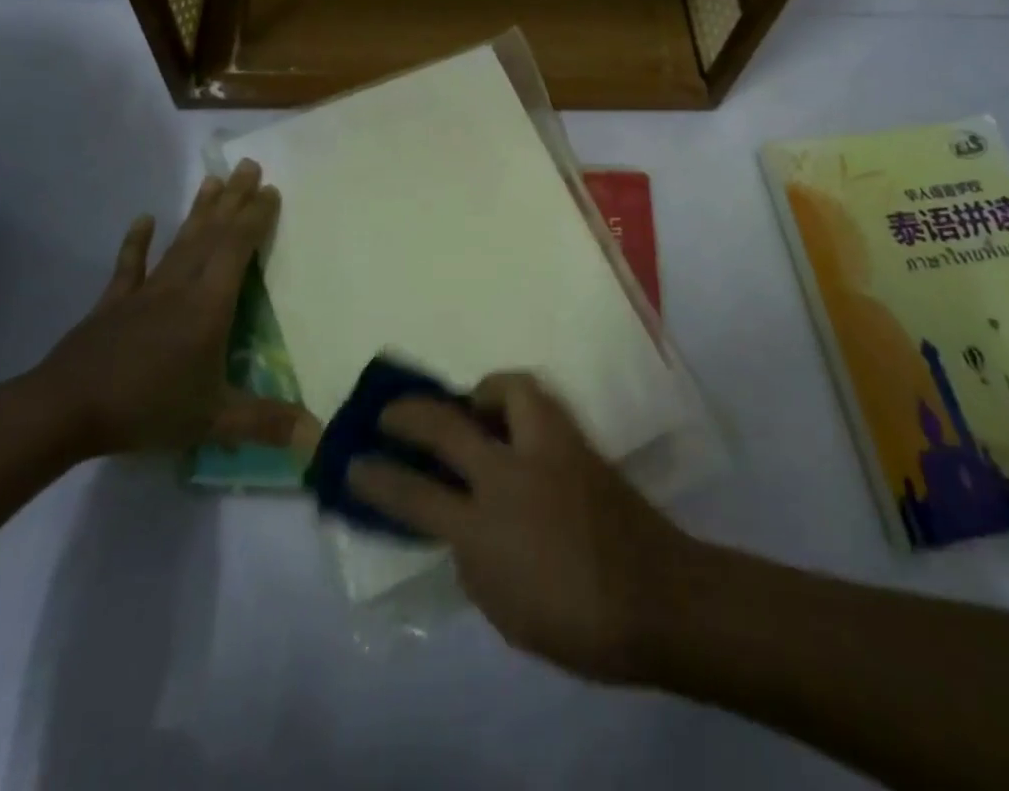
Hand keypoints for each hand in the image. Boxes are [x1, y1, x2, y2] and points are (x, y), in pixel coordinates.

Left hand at [29, 161, 304, 457]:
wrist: (61, 411)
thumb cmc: (146, 407)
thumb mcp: (213, 419)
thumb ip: (265, 423)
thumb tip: (319, 436)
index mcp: (209, 305)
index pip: (238, 249)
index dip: (256, 218)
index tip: (271, 190)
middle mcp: (181, 287)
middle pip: (212, 234)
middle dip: (234, 200)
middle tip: (250, 166)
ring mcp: (145, 292)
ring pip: (179, 242)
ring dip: (199, 210)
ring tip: (214, 180)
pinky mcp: (113, 304)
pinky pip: (129, 266)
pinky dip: (136, 242)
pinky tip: (143, 218)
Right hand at [349, 373, 691, 682]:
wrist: (653, 595)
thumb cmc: (574, 621)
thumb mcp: (503, 608)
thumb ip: (473, 557)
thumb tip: (462, 523)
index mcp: (484, 527)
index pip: (415, 494)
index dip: (378, 476)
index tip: (354, 461)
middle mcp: (510, 474)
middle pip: (448, 426)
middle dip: (410, 413)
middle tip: (392, 410)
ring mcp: (549, 448)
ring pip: (508, 389)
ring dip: (480, 390)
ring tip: (471, 403)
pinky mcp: (578, 439)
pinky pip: (538, 403)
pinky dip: (516, 403)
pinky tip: (514, 422)